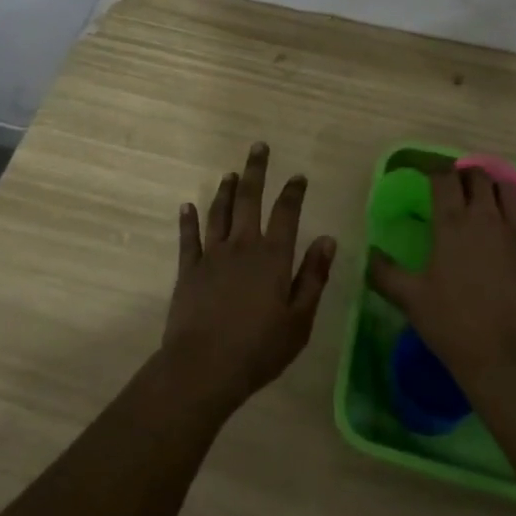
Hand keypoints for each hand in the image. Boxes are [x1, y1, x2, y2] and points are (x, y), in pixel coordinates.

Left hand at [159, 143, 337, 412]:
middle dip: (255, 171)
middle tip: (258, 147)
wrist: (203, 368)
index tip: (298, 176)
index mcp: (272, 257)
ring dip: (225, 190)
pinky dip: (188, 220)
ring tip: (230, 173)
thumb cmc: (259, 349)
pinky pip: (188, 238)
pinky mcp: (188, 270)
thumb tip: (328, 238)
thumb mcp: (300, 320)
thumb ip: (313, 277)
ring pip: (219, 212)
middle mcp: (242, 245)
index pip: (286, 213)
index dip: (293, 192)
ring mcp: (212, 255)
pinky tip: (187, 206)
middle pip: (249, 199)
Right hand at [369, 168, 515, 389]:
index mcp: (452, 223)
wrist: (508, 357)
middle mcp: (484, 218)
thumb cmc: (454, 324)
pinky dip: (514, 210)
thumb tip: (370, 255)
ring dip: (492, 186)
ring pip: (507, 188)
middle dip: (464, 175)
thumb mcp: (411, 299)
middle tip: (454, 188)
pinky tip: (504, 225)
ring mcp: (512, 233)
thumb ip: (386, 273)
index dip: (435, 174)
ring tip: (482, 199)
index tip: (427, 181)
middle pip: (477, 176)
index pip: (444, 179)